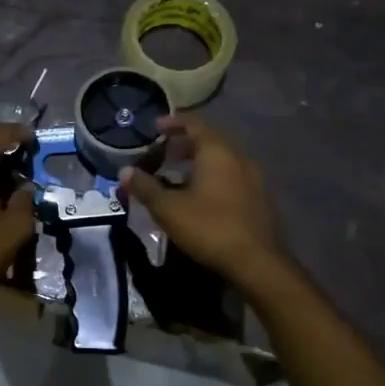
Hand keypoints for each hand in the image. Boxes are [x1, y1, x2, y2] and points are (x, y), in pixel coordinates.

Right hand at [117, 115, 287, 290]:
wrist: (258, 262)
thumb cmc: (210, 227)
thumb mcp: (169, 209)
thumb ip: (146, 187)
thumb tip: (124, 172)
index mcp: (217, 152)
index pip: (194, 124)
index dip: (173, 123)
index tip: (155, 127)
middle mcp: (238, 157)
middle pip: (209, 140)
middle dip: (184, 144)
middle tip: (163, 153)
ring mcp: (253, 178)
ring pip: (222, 159)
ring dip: (199, 161)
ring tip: (177, 175)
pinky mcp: (259, 198)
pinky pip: (232, 176)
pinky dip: (213, 176)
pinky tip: (200, 196)